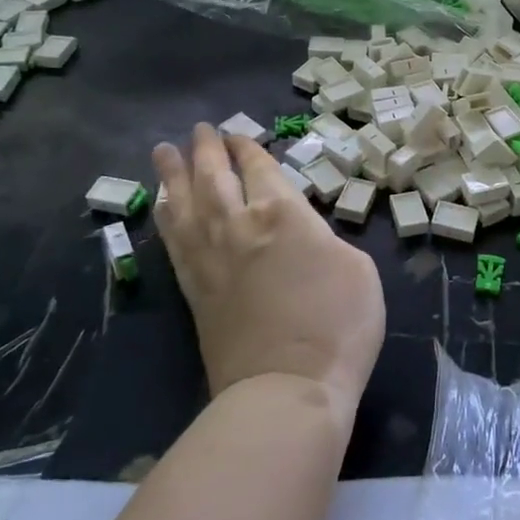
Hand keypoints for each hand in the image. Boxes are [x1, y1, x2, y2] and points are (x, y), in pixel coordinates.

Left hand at [152, 124, 384, 416]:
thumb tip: (303, 236)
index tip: (237, 136)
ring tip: (164, 149)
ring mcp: (210, 257)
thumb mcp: (358, 268)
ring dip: (174, 172)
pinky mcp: (194, 290)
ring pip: (184, 201)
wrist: (287, 390)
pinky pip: (173, 240)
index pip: (258, 168)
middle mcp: (238, 224)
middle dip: (207, 149)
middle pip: (214, 175)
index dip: (247, 148)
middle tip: (200, 129)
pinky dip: (165, 215)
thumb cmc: (337, 326)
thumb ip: (324, 239)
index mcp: (283, 213)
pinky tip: (161, 205)